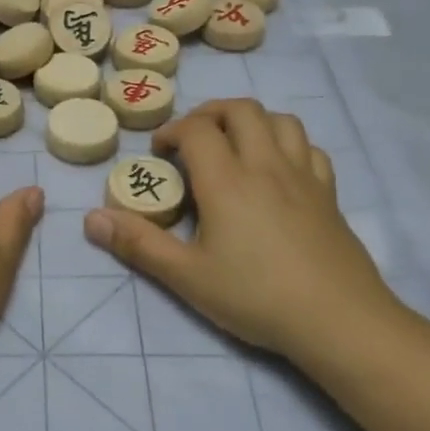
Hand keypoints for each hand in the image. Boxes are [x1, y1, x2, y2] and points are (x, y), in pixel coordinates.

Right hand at [84, 99, 402, 370]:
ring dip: (251, 121)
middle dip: (210, 113)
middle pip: (241, 110)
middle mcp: (266, 166)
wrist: (338, 320)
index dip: (172, 131)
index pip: (197, 129)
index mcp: (227, 181)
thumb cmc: (255, 297)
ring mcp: (304, 177)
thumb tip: (91, 219)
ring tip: (234, 145)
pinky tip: (278, 169)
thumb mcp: (186, 276)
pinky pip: (311, 149)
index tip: (159, 153)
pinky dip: (288, 145)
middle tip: (192, 139)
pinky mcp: (329, 195)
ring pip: (281, 121)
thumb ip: (138, 244)